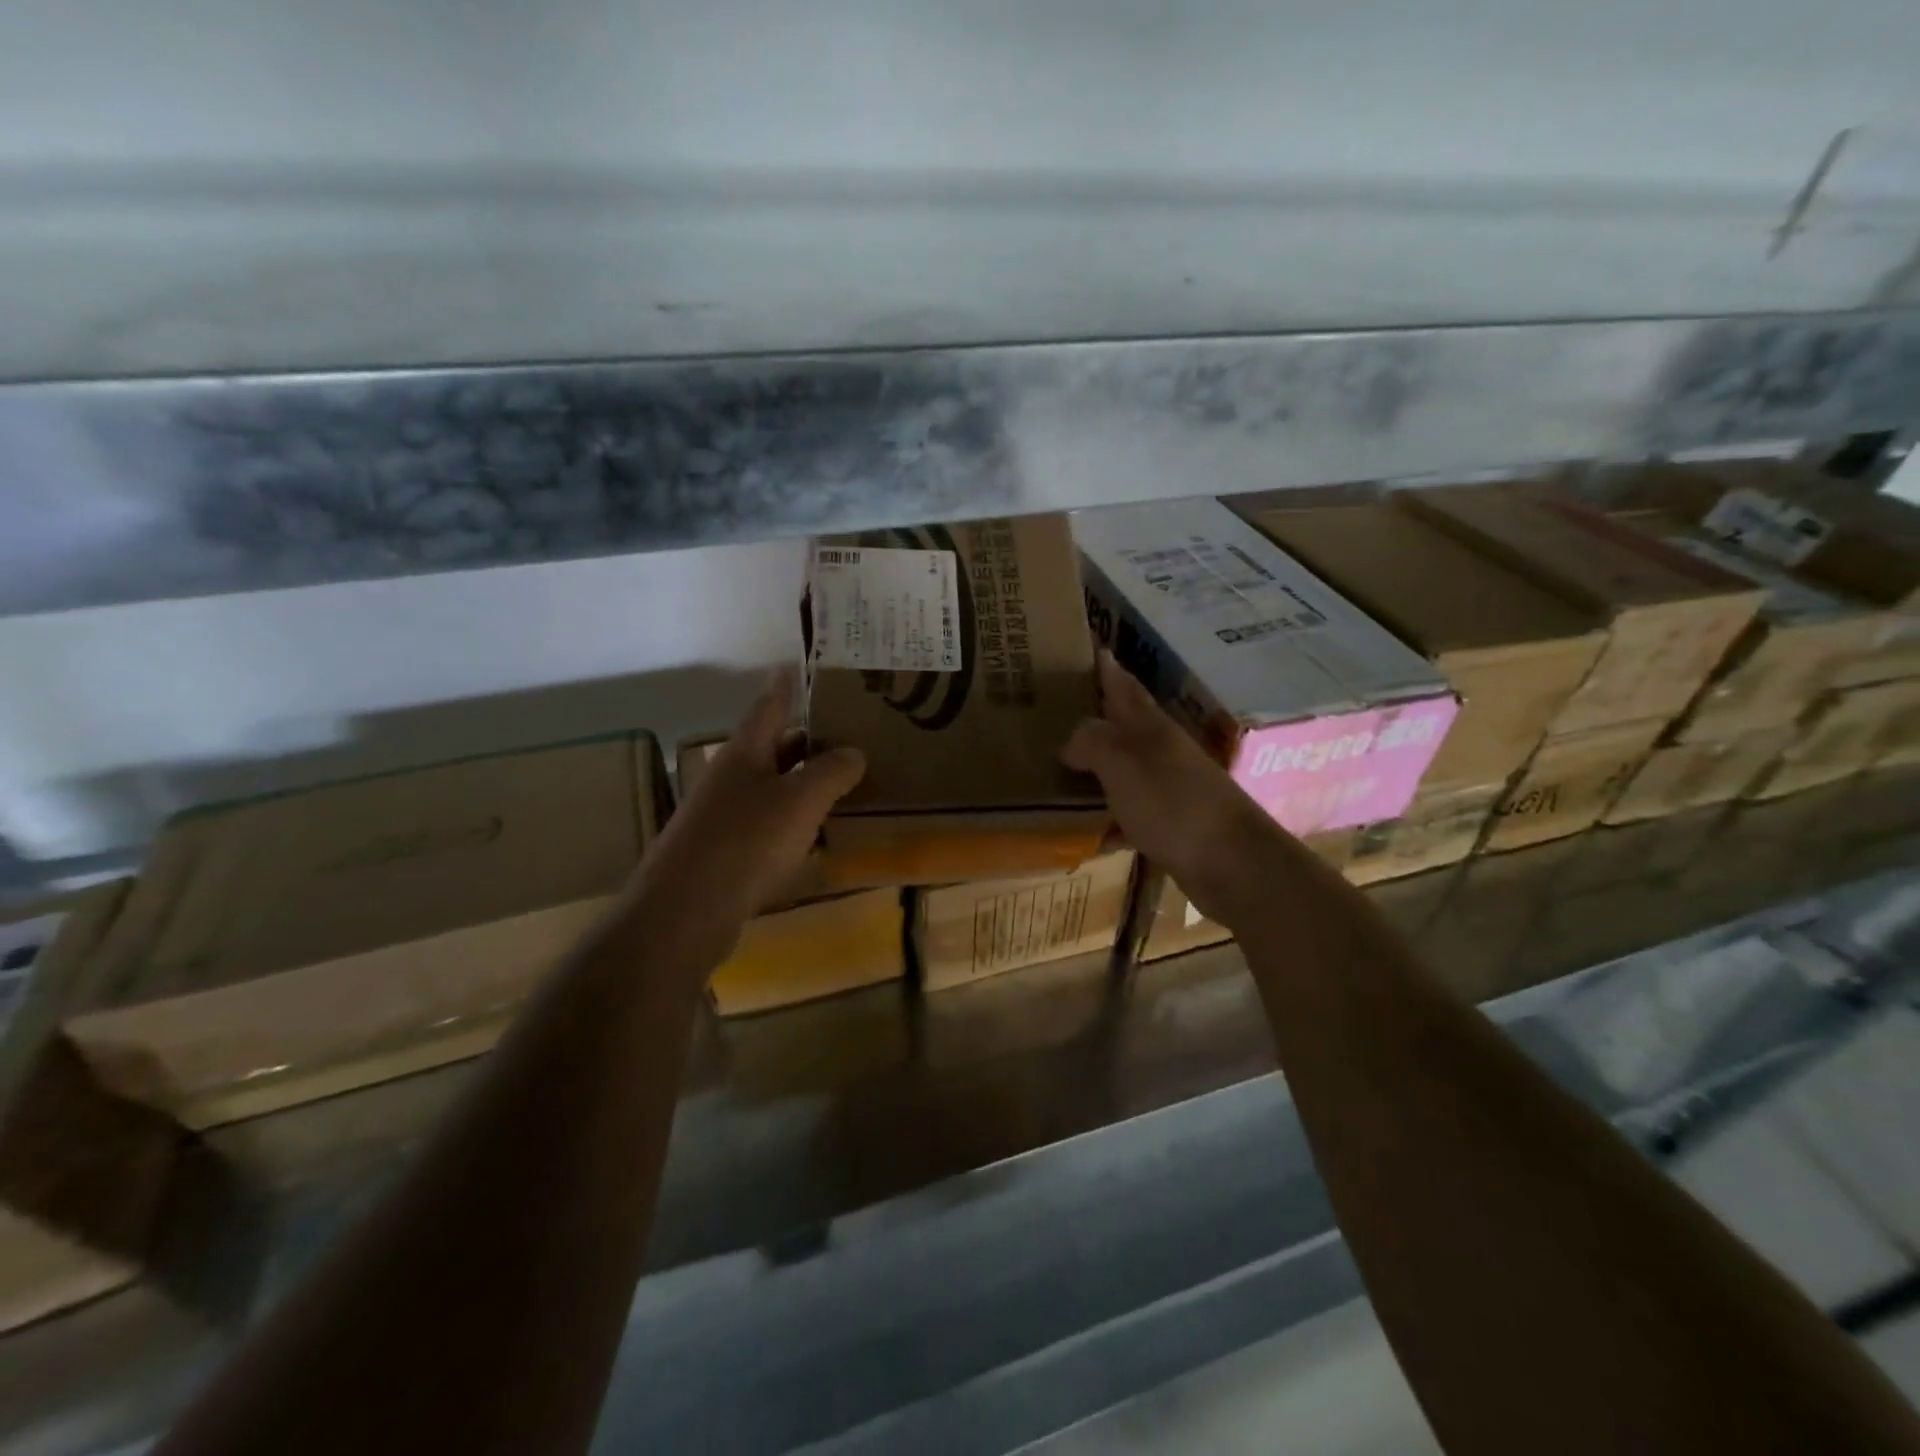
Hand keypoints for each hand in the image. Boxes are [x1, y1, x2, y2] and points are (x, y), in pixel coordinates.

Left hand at [633, 668, 865, 963]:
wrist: (686, 911)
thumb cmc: (746, 842)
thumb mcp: (800, 800)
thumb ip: (831, 772)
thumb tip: (854, 753)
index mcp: (744, 754)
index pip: (769, 707)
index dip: (785, 686)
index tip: (796, 665)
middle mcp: (731, 779)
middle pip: (773, 749)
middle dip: (807, 740)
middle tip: (848, 734)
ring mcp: (724, 818)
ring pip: (773, 790)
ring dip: (804, 785)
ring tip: (845, 783)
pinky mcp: (726, 854)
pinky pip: (768, 827)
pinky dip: (795, 824)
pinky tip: (820, 837)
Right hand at [1063, 650, 1300, 927]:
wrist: (1231, 863)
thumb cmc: (1173, 803)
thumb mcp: (1123, 762)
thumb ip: (1092, 742)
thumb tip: (1068, 741)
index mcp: (1150, 728)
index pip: (1123, 686)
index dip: (1106, 666)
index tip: (1089, 644)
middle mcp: (1161, 751)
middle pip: (1124, 725)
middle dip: (1097, 714)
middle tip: (1058, 707)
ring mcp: (1169, 789)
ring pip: (1124, 769)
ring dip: (1098, 767)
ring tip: (1060, 767)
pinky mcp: (1170, 826)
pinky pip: (1128, 813)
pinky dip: (1108, 818)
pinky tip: (1088, 831)